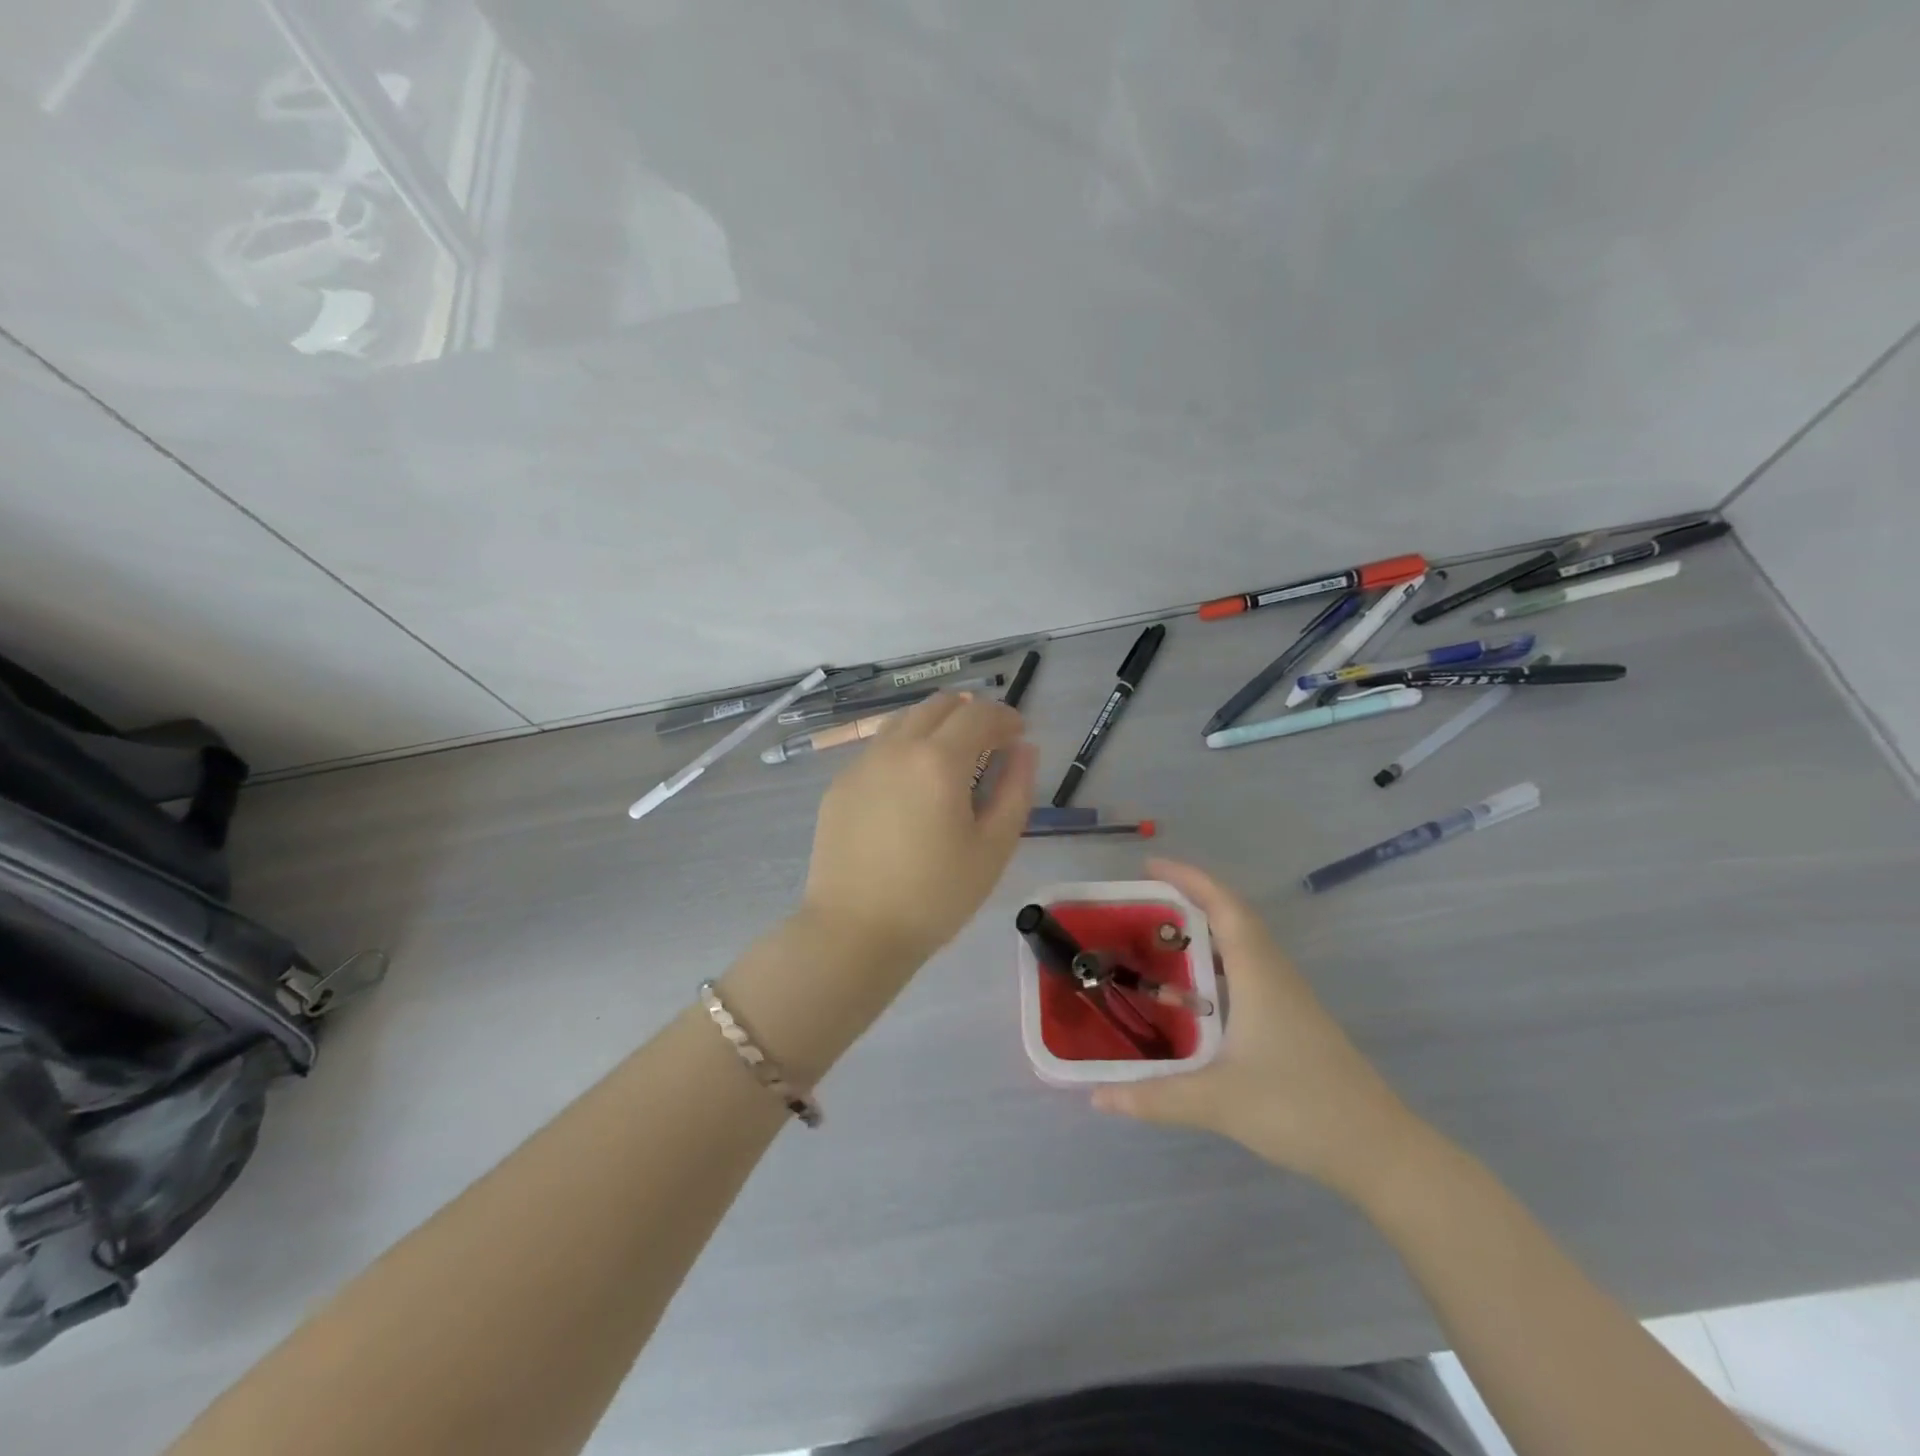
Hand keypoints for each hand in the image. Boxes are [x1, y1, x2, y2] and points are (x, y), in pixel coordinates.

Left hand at [801, 692, 1036, 972]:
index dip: (1005, 716)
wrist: (855, 931)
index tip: (1019, 734)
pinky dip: (904, 749)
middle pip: (938, 705)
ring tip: (951, 758)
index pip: (979, 714)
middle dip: (970, 713)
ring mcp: (861, 764)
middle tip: (989, 742)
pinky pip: (878, 749)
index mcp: (938, 760)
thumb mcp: (993, 847)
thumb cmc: (936, 895)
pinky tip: (911, 786)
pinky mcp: (839, 785)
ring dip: (935, 725)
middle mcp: (896, 748)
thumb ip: (1016, 789)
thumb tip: (1023, 749)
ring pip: (904, 721)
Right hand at [1091, 858, 1435, 1197]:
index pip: (1223, 906)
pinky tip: (1198, 993)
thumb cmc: (1298, 1108)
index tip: (1150, 865)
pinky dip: (1219, 963)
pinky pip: (1250, 970)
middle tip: (1144, 903)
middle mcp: (1275, 974)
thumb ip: (1154, 1096)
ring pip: (1244, 945)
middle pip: (1233, 917)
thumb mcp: (1217, 1102)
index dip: (1188, 878)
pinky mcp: (1294, 1020)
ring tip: (1162, 939)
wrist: (1379, 1151)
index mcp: (1258, 974)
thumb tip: (1097, 1096)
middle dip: (1191, 899)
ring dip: (1206, 930)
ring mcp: (1289, 998)